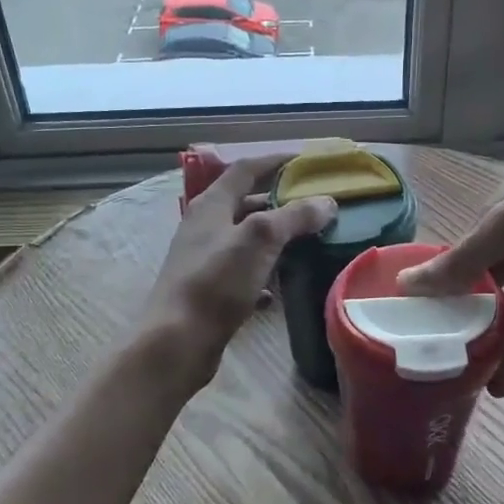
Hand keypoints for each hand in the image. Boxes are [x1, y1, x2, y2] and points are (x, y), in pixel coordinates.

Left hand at [143, 155, 336, 388]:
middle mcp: (204, 227)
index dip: (275, 161)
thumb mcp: (260, 239)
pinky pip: (241, 276)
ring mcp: (204, 261)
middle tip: (314, 206)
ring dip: (274, 241)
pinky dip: (262, 277)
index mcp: (211, 205)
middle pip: (246, 204)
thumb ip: (294, 216)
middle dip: (279, 203)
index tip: (306, 162)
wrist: (177, 342)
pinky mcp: (208, 292)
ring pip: (245, 241)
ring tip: (307, 245)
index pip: (245, 169)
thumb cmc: (216, 281)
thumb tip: (327, 202)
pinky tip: (279, 290)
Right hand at [399, 150, 503, 395]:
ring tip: (467, 381)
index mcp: (501, 210)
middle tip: (438, 355)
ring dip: (494, 341)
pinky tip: (502, 380)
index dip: (438, 285)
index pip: (460, 251)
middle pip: (484, 282)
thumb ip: (462, 260)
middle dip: (464, 317)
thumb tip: (406, 285)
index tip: (414, 320)